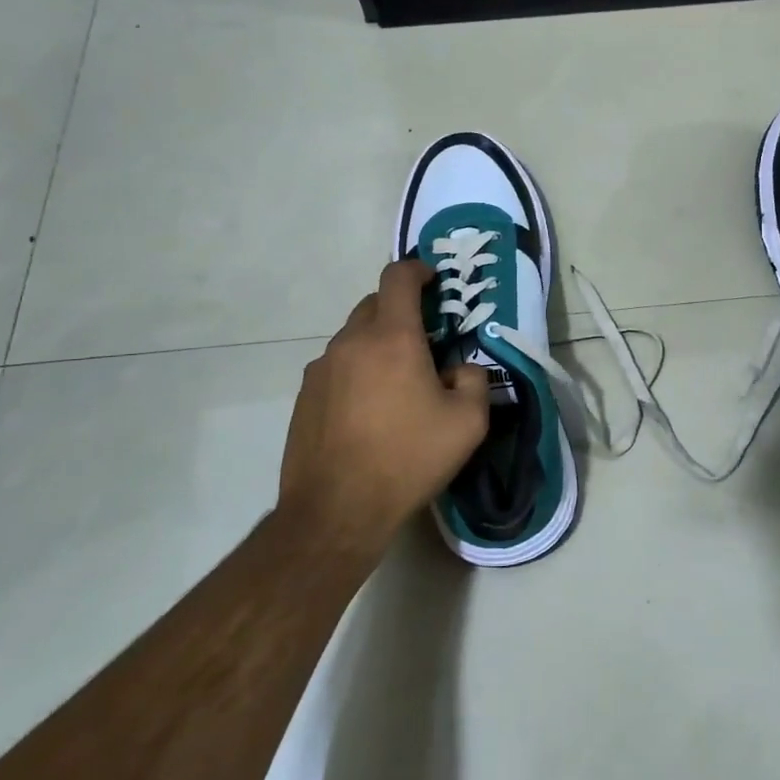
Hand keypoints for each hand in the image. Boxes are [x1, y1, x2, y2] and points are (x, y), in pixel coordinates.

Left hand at [277, 259, 489, 551]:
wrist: (336, 510)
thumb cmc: (408, 458)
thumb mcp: (468, 423)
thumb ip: (474, 380)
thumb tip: (459, 369)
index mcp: (392, 337)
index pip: (398, 277)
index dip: (417, 269)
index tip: (433, 282)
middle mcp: (351, 342)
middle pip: (374, 303)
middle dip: (401, 310)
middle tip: (425, 341)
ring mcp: (321, 368)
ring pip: (354, 337)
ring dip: (378, 344)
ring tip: (398, 383)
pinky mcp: (305, 395)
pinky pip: (337, 366)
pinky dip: (357, 371)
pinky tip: (369, 410)